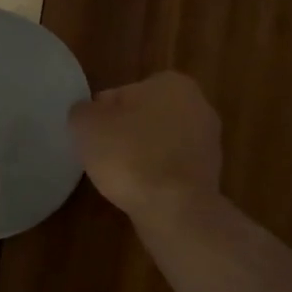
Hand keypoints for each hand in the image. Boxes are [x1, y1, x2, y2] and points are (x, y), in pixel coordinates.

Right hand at [69, 72, 222, 221]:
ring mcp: (208, 142)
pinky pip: (170, 168)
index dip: (100, 116)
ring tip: (119, 177)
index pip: (121, 94)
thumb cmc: (130, 156)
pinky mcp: (210, 174)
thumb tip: (87, 114)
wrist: (174, 209)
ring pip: (159, 143)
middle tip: (101, 156)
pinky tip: (140, 190)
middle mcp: (198, 105)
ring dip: (141, 156)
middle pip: (143, 117)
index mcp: (171, 83)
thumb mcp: (86, 125)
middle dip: (124, 133)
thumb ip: (82, 111)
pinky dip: (155, 176)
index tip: (90, 137)